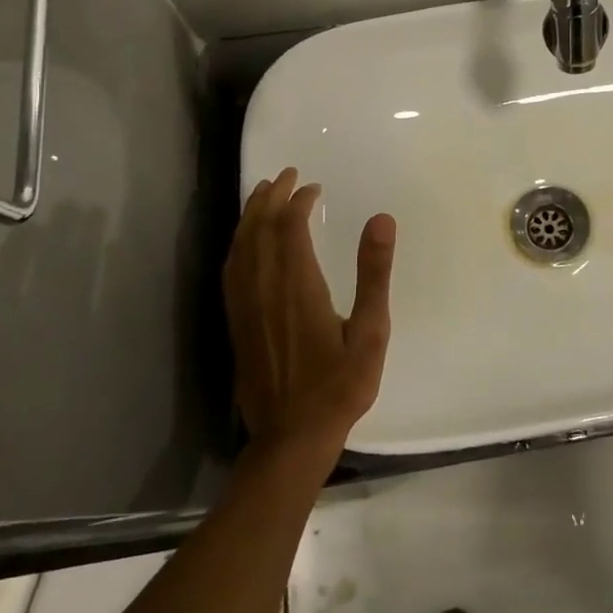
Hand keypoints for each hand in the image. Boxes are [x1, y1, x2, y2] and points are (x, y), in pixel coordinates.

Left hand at [224, 168, 396, 461]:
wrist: (292, 437)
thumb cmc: (340, 385)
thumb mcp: (371, 331)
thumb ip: (374, 273)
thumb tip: (382, 219)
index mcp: (298, 287)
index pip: (290, 228)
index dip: (298, 202)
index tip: (312, 187)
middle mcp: (265, 289)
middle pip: (260, 231)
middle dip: (271, 198)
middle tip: (286, 176)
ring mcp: (246, 308)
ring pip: (241, 248)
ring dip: (250, 216)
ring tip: (261, 194)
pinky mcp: (237, 324)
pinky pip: (231, 272)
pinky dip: (237, 246)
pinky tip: (244, 243)